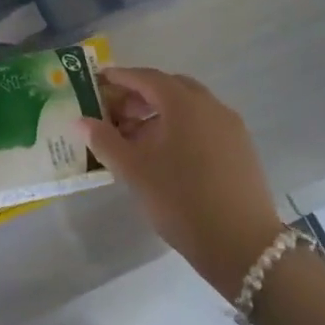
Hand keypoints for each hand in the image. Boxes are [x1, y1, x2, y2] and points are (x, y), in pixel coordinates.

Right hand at [79, 67, 283, 301]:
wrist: (243, 247)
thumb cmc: (181, 199)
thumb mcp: (133, 170)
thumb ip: (104, 140)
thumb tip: (81, 120)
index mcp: (183, 103)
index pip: (145, 77)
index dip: (120, 78)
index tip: (99, 82)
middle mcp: (210, 106)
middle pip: (169, 88)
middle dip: (140, 96)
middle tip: (115, 113)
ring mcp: (230, 127)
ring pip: (189, 107)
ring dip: (160, 114)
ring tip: (137, 139)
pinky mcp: (242, 150)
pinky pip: (204, 125)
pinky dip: (181, 128)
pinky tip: (167, 156)